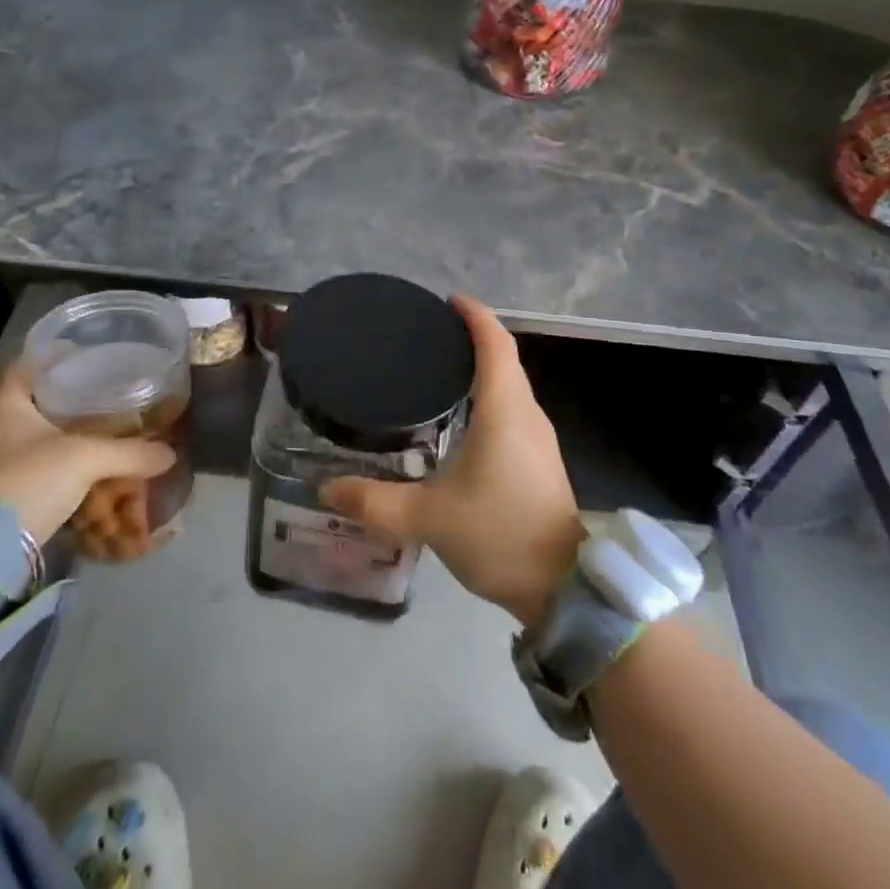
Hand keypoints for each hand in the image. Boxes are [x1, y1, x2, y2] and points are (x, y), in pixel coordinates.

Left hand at [0, 365, 174, 544]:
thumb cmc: (29, 481)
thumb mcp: (86, 459)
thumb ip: (130, 452)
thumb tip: (169, 453)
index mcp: (4, 403)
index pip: (27, 363)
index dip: (56, 355)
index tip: (88, 356)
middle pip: (32, 399)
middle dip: (67, 397)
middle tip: (104, 392)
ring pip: (33, 434)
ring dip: (62, 433)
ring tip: (101, 428)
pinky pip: (32, 464)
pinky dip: (57, 462)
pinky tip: (85, 466)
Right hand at [320, 295, 583, 629]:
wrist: (564, 587)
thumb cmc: (499, 535)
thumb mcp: (429, 519)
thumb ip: (375, 502)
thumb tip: (325, 489)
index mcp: (504, 411)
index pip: (495, 344)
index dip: (475, 315)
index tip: (446, 301)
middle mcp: (526, 413)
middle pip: (504, 357)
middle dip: (472, 336)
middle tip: (428, 334)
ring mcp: (538, 436)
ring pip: (511, 383)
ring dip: (482, 365)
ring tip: (438, 366)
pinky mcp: (539, 458)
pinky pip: (513, 406)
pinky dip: (489, 392)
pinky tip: (460, 414)